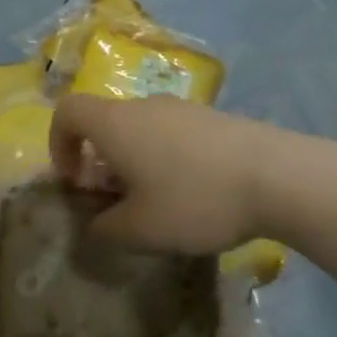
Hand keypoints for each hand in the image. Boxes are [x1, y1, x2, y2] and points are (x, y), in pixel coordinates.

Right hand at [49, 93, 274, 255]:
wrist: (278, 176)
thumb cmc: (194, 199)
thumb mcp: (141, 230)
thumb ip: (105, 229)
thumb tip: (95, 225)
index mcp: (115, 124)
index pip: (67, 111)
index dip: (58, 143)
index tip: (74, 180)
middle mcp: (143, 106)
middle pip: (105, 122)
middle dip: (100, 160)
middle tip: (116, 202)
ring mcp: (182, 108)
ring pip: (141, 129)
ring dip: (135, 161)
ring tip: (157, 202)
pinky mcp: (213, 118)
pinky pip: (173, 133)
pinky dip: (167, 158)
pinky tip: (194, 193)